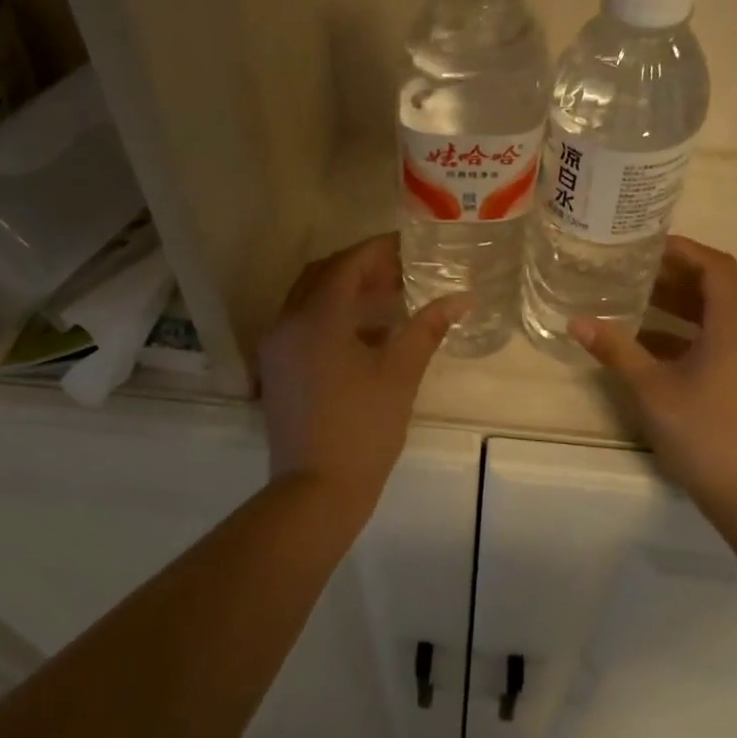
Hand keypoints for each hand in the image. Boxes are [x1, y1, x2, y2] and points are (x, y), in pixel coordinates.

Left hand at [258, 234, 466, 507]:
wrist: (316, 491)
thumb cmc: (363, 428)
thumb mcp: (400, 374)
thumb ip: (427, 329)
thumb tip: (460, 299)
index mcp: (317, 318)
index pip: (347, 264)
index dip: (379, 250)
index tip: (410, 246)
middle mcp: (287, 323)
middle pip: (323, 276)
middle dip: (361, 267)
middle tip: (401, 270)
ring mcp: (276, 348)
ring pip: (309, 300)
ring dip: (345, 291)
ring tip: (389, 298)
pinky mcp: (276, 370)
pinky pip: (302, 326)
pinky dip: (331, 318)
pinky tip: (366, 335)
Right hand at [570, 235, 736, 514]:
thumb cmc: (704, 433)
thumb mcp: (652, 389)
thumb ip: (616, 350)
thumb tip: (577, 321)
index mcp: (734, 327)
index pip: (716, 267)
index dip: (684, 250)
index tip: (647, 245)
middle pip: (716, 290)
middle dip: (675, 277)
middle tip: (631, 270)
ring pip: (717, 319)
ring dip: (679, 307)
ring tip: (635, 302)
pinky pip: (719, 343)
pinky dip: (687, 336)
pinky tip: (651, 349)